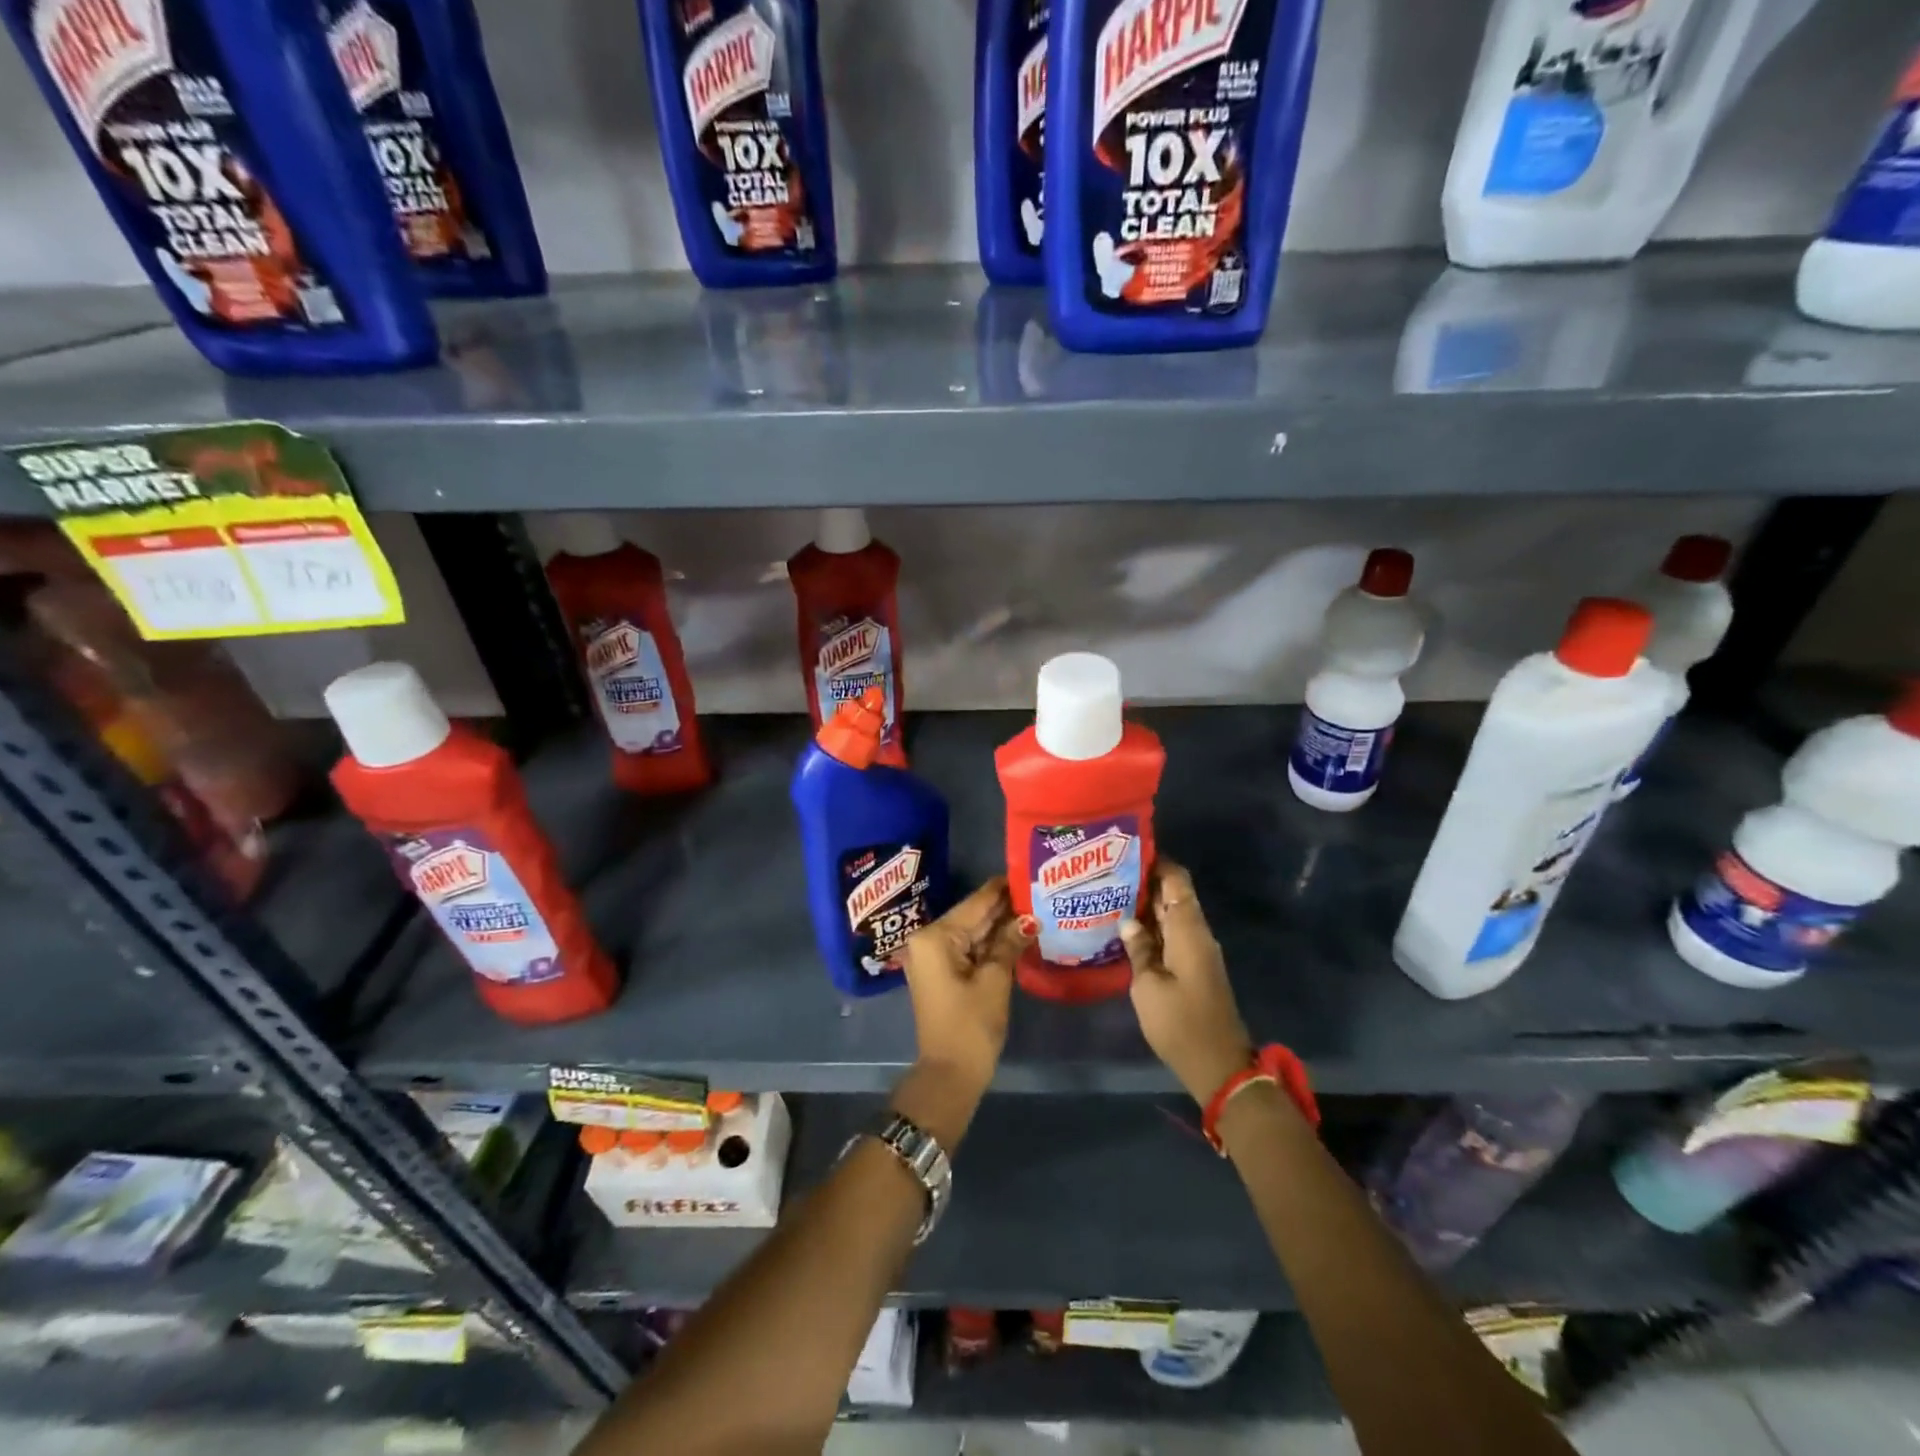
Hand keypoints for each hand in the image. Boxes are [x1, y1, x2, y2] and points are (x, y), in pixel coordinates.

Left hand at [898, 877, 1028, 1100]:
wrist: (949, 1074)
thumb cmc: (970, 1025)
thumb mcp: (994, 980)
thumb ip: (1009, 942)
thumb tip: (1029, 918)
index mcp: (935, 936)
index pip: (975, 903)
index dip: (1002, 889)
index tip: (1027, 871)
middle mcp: (928, 940)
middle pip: (972, 916)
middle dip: (1004, 907)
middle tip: (1037, 890)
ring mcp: (933, 957)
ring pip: (972, 932)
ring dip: (1000, 924)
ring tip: (1034, 907)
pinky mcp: (941, 972)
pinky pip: (968, 948)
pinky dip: (990, 943)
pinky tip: (1017, 933)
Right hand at [1121, 860, 1253, 1105]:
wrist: (1218, 1066)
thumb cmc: (1181, 1023)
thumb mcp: (1148, 986)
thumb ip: (1138, 948)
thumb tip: (1128, 920)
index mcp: (1189, 930)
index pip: (1177, 880)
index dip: (1157, 861)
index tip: (1128, 850)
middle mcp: (1197, 934)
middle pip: (1174, 895)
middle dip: (1145, 881)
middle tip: (1108, 873)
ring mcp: (1198, 952)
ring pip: (1172, 916)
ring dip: (1146, 905)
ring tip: (1110, 896)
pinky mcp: (1195, 968)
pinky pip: (1173, 935)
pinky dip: (1152, 927)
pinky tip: (1126, 929)